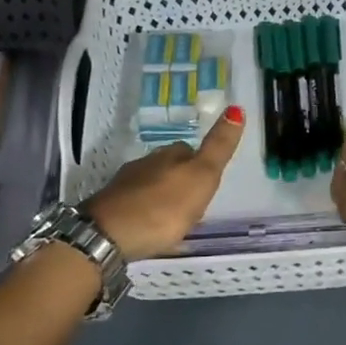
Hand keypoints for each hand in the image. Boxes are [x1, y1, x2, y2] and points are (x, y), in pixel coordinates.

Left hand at [85, 107, 244, 259]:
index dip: (201, 165)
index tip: (208, 185)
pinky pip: (137, 204)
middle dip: (182, 181)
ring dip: (164, 197)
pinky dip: (147, 212)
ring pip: (152, 185)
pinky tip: (151, 227)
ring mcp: (125, 185)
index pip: (190, 150)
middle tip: (195, 204)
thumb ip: (218, 147)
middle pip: (170, 167)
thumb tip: (236, 109)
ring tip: (174, 219)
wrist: (108, 235)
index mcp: (170, 156)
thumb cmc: (162, 207)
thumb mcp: (201, 177)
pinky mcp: (111, 207)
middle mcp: (146, 164)